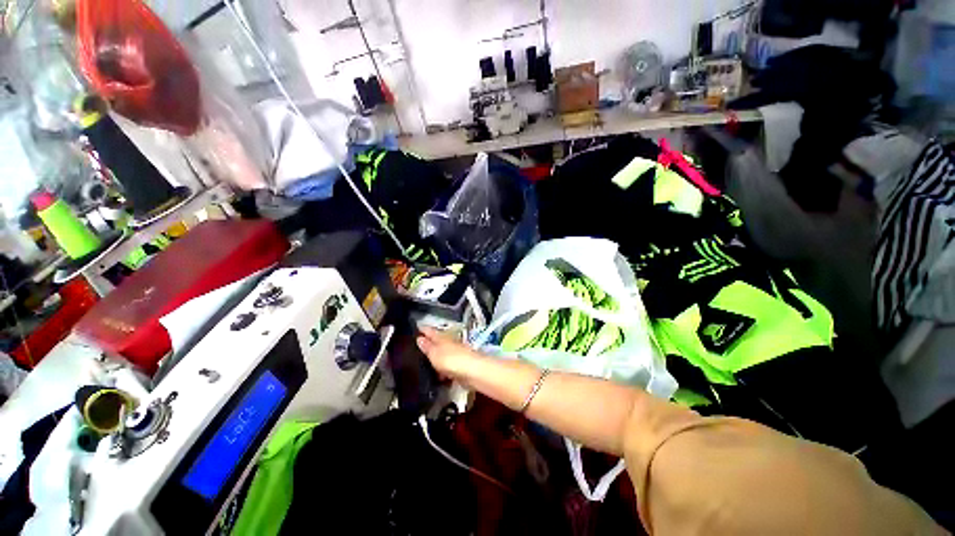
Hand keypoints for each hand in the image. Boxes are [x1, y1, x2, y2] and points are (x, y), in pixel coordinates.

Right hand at [415, 326, 481, 379]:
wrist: (472, 371)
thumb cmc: (451, 359)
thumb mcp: (434, 353)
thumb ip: (427, 346)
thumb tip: (419, 338)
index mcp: (442, 337)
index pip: (431, 331)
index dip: (423, 329)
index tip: (416, 327)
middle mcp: (449, 343)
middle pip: (437, 341)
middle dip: (429, 343)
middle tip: (417, 346)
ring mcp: (455, 354)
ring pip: (442, 354)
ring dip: (436, 357)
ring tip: (424, 363)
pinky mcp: (460, 367)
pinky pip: (447, 367)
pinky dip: (442, 370)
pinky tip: (438, 376)